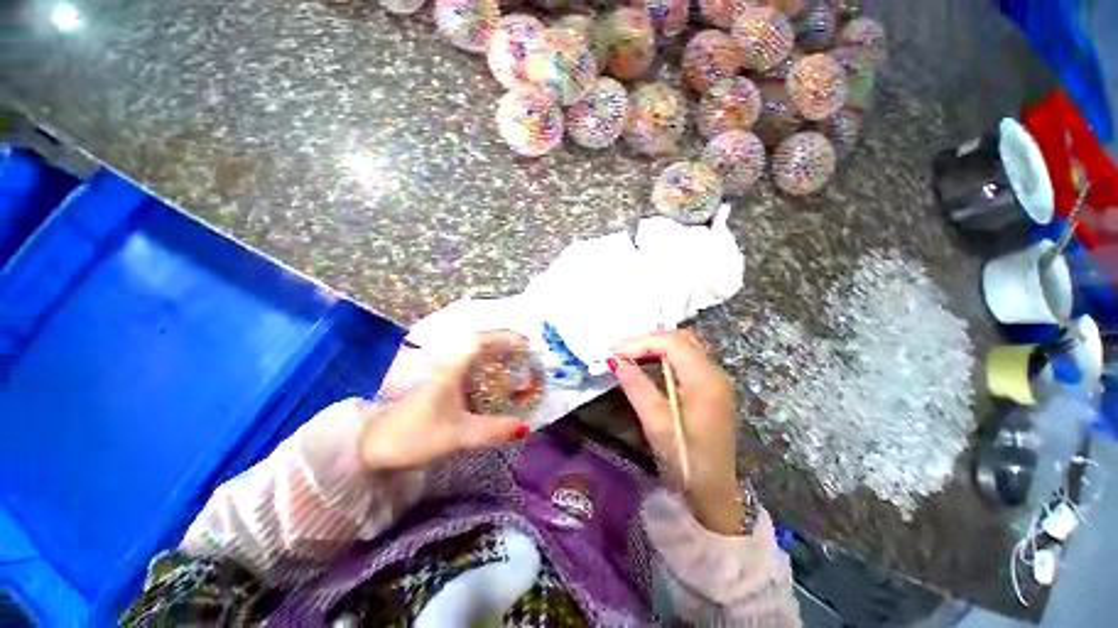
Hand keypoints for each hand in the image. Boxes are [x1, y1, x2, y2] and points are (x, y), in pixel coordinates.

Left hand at [360, 331, 531, 470]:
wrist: (373, 447)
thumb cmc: (415, 435)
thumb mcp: (458, 435)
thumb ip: (493, 430)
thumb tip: (525, 427)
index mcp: (451, 369)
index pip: (480, 340)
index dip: (504, 337)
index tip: (526, 344)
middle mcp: (448, 365)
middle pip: (480, 342)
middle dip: (505, 343)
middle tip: (526, 354)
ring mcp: (444, 374)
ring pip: (474, 354)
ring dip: (496, 354)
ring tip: (517, 363)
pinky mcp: (442, 385)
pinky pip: (471, 367)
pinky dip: (488, 368)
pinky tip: (496, 382)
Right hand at [611, 330, 744, 535]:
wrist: (715, 493)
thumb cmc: (686, 460)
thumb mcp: (657, 423)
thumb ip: (636, 387)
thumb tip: (615, 361)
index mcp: (705, 379)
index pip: (671, 343)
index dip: (640, 342)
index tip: (614, 353)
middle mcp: (715, 372)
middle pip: (680, 339)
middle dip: (647, 340)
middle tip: (620, 352)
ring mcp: (716, 379)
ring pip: (684, 346)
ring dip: (656, 346)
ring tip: (630, 355)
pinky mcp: (712, 388)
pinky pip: (687, 358)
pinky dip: (665, 355)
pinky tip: (649, 364)